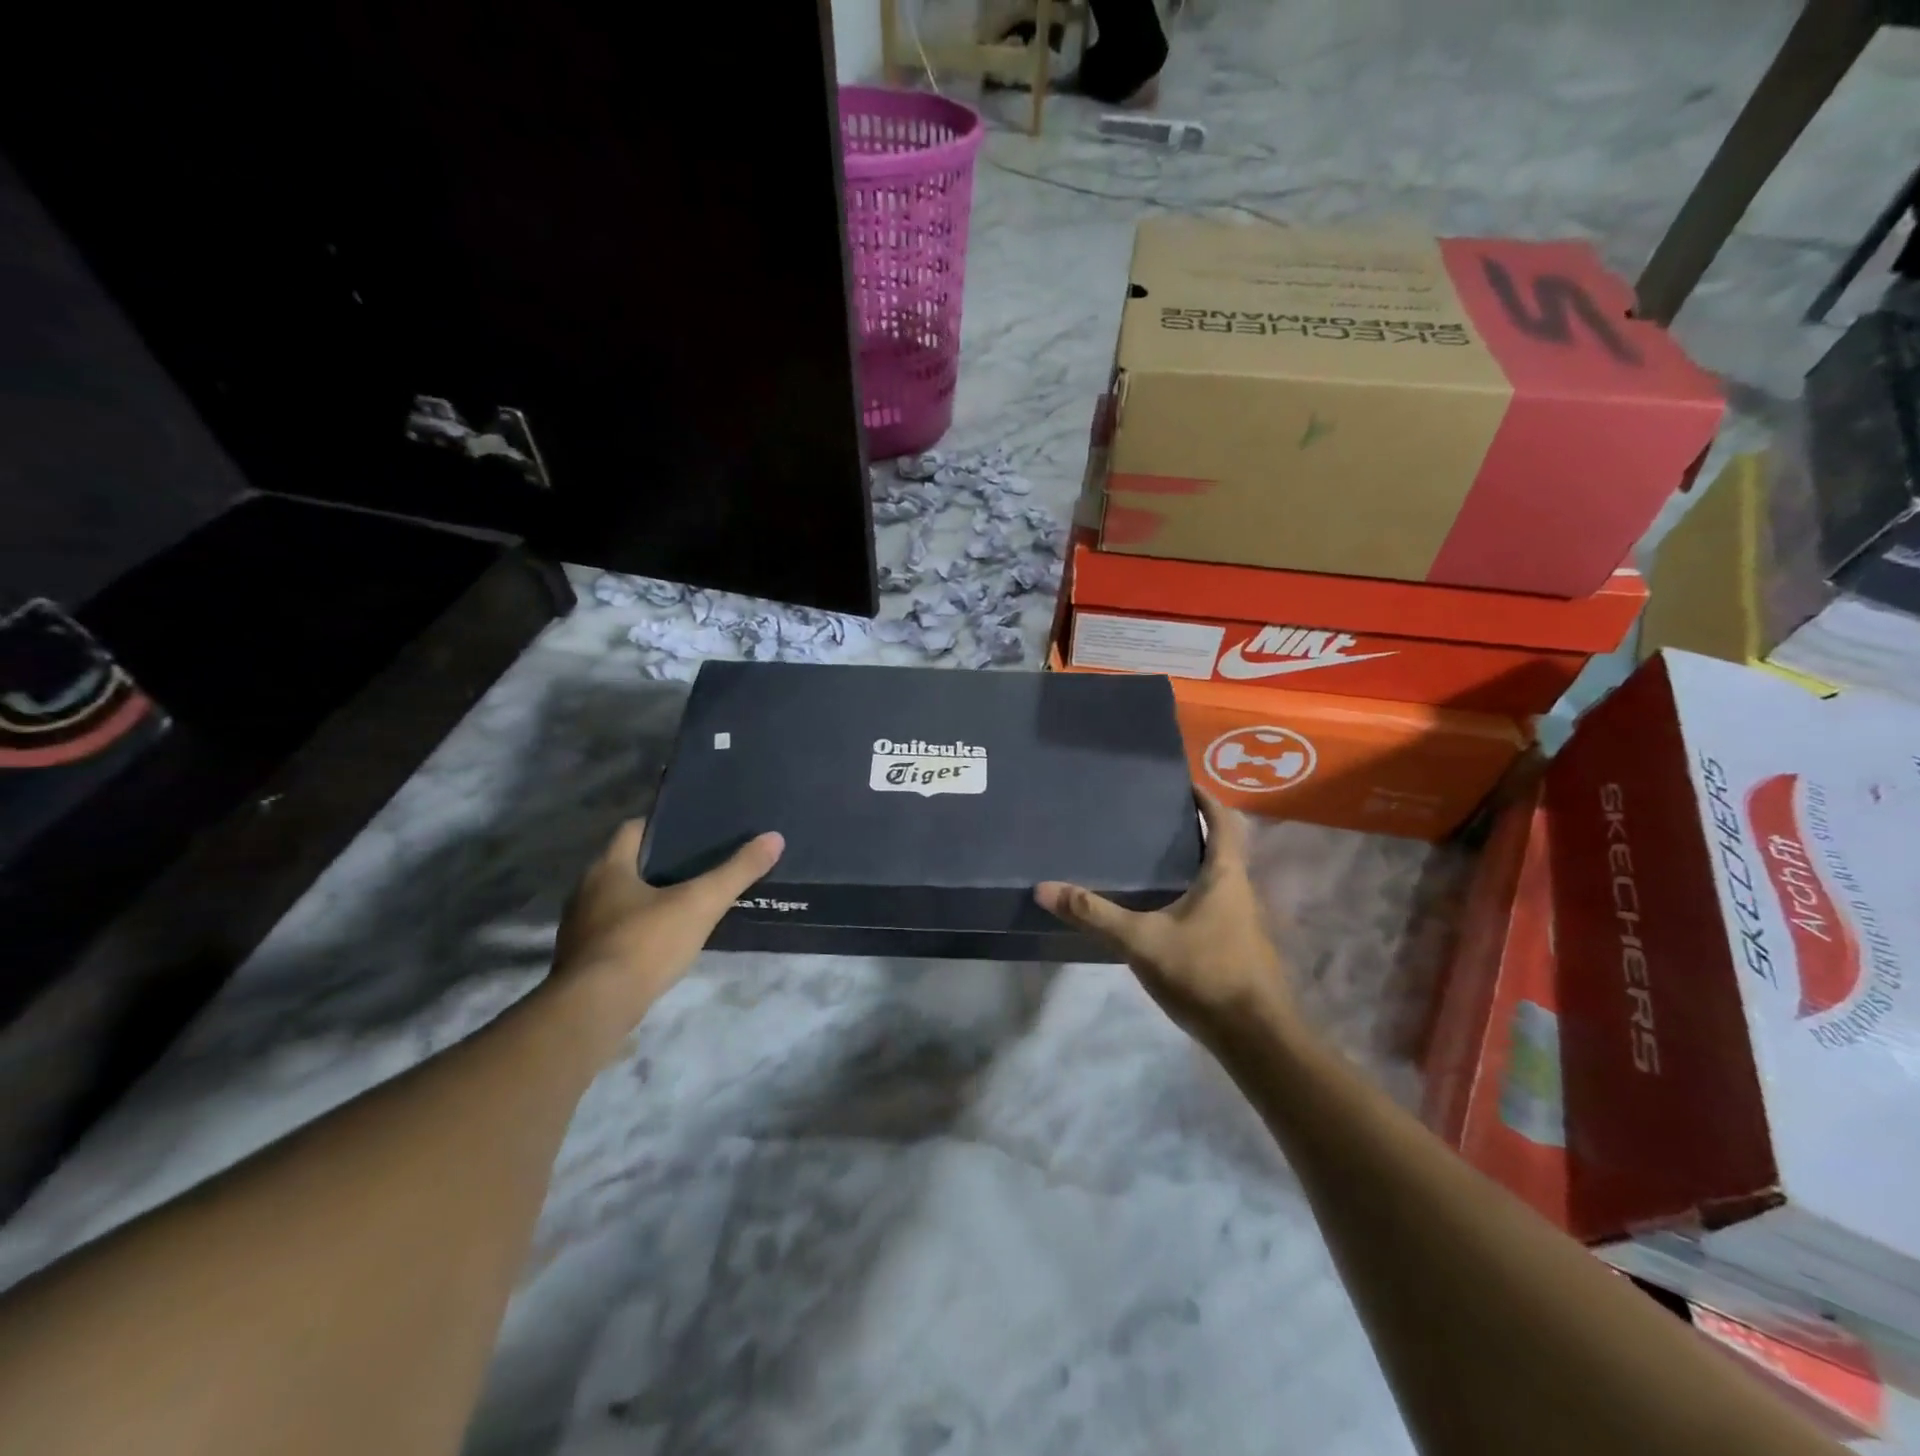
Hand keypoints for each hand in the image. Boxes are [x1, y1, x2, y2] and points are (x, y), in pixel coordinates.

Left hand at [552, 820, 783, 1033]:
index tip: (692, 831)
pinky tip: (662, 942)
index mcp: (607, 867)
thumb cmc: (645, 943)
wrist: (594, 1009)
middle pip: (625, 864)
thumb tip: (774, 838)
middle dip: (658, 864)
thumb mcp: (701, 903)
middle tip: (699, 867)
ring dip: (645, 899)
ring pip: (617, 900)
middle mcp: (585, 890)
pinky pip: (613, 932)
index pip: (633, 830)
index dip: (662, 826)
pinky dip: (636, 930)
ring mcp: (579, 927)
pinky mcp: (581, 960)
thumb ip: (737, 871)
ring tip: (686, 903)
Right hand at [1035, 794, 1291, 1041]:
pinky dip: (1190, 891)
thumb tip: (1043, 888)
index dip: (1205, 798)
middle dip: (1193, 828)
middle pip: (1222, 846)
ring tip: (1149, 856)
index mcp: (1225, 875)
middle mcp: (1240, 890)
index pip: (1223, 821)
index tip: (1181, 783)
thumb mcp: (1141, 940)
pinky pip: (1213, 903)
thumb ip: (1093, 914)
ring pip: (1217, 877)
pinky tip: (1161, 907)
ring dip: (1192, 861)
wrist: (1256, 1038)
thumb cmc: (1205, 973)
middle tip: (1152, 818)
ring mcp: (1241, 920)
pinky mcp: (1236, 945)